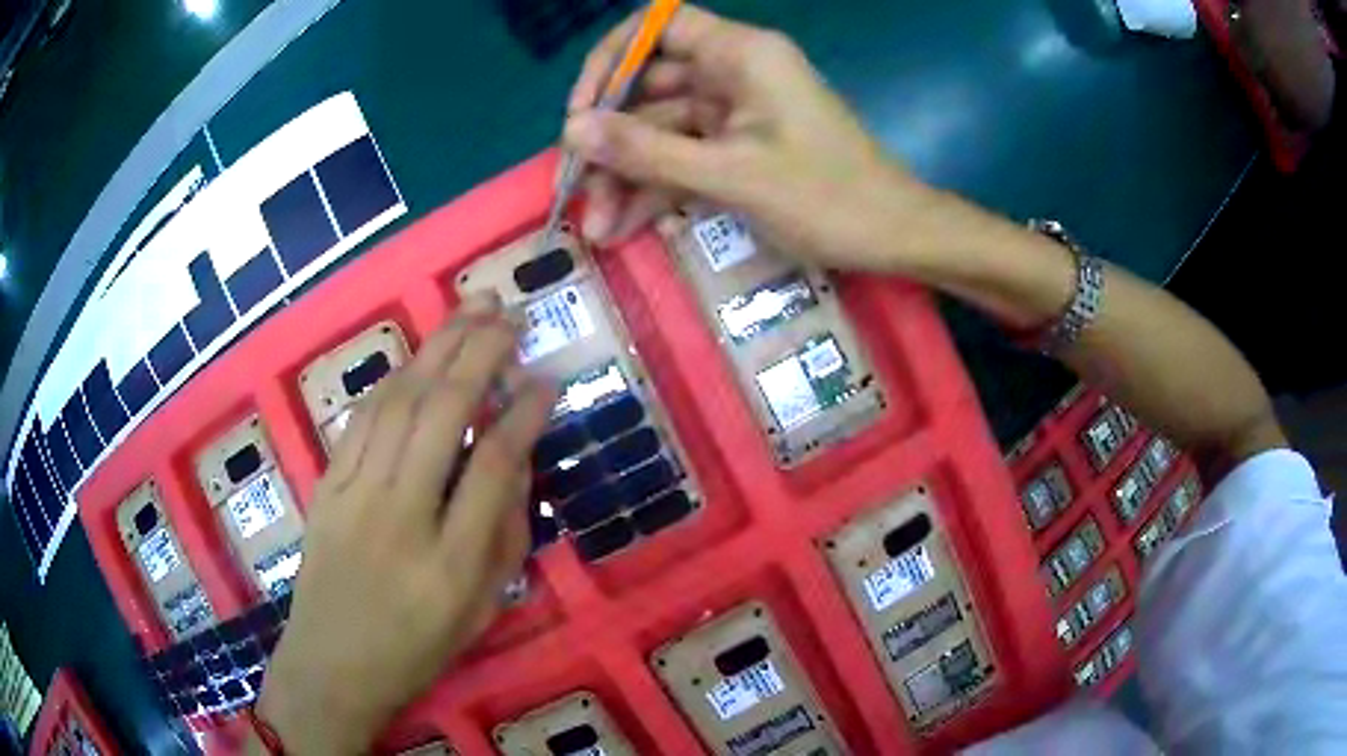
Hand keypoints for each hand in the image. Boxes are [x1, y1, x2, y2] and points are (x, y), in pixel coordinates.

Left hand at [255, 295, 555, 753]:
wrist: (331, 666)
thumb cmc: (416, 650)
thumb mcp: (482, 611)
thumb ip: (506, 535)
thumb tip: (517, 457)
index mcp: (451, 565)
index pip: (495, 466)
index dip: (524, 413)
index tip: (545, 379)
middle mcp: (401, 518)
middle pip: (443, 414)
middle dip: (480, 352)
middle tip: (510, 315)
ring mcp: (354, 496)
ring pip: (399, 401)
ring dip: (438, 347)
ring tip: (471, 310)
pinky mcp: (326, 486)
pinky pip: (363, 417)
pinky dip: (396, 378)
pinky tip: (419, 356)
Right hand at [563, 4, 971, 272]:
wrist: (894, 237)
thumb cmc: (829, 198)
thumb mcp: (733, 175)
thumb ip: (649, 151)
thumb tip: (572, 132)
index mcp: (741, 55)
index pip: (659, 25)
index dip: (613, 58)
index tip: (583, 108)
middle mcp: (734, 72)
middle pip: (649, 86)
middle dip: (610, 138)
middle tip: (575, 186)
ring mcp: (735, 112)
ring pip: (661, 129)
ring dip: (627, 175)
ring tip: (597, 227)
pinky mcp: (739, 147)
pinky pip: (684, 156)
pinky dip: (656, 188)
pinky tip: (624, 226)